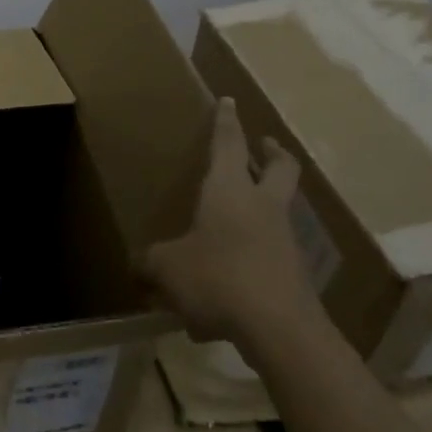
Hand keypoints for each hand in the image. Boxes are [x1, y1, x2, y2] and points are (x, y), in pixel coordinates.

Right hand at [144, 98, 321, 353]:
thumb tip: (137, 265)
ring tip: (238, 220)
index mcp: (230, 190)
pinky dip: (256, 257)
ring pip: (280, 211)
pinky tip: (231, 286)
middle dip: (272, 153)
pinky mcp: (295, 274)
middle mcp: (262, 207)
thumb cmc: (218, 278)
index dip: (226, 121)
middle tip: (264, 145)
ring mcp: (285, 240)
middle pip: (280, 168)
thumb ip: (150, 262)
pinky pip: (273, 255)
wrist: (281, 331)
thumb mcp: (168, 268)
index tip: (229, 100)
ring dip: (266, 205)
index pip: (228, 143)